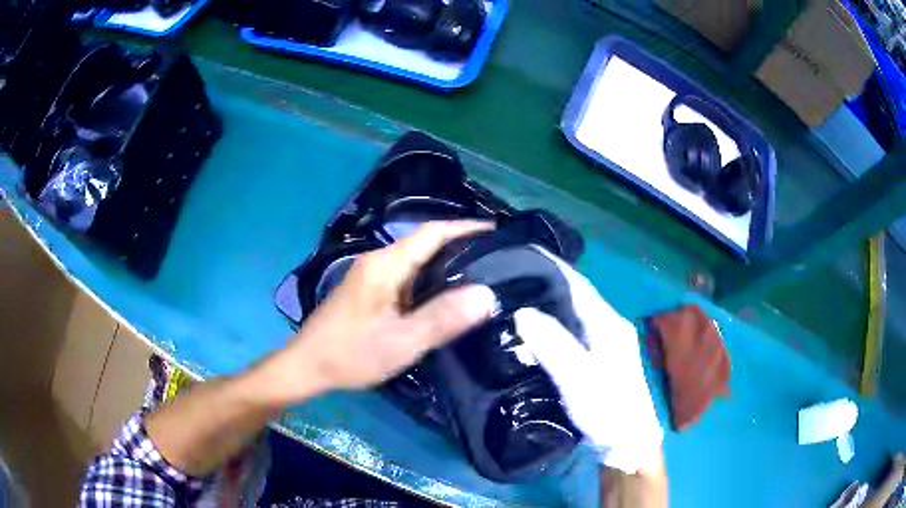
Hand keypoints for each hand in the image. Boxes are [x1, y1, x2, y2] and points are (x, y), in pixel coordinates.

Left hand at [257, 221, 497, 404]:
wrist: (308, 366)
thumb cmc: (352, 353)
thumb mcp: (402, 341)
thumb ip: (443, 318)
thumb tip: (487, 294)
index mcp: (386, 265)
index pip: (432, 233)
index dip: (465, 228)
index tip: (497, 232)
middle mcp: (378, 262)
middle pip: (424, 243)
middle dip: (460, 245)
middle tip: (495, 258)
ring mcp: (371, 277)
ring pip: (416, 261)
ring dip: (445, 263)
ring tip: (479, 275)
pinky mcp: (368, 292)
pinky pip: (406, 276)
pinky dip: (430, 279)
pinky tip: (444, 297)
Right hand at [514, 247, 663, 473]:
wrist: (629, 442)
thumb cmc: (607, 409)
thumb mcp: (579, 379)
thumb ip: (553, 345)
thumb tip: (522, 311)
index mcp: (608, 323)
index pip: (578, 284)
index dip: (552, 266)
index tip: (521, 254)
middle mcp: (611, 326)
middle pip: (577, 295)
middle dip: (547, 281)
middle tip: (510, 276)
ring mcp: (608, 342)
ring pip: (576, 312)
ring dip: (551, 300)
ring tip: (517, 296)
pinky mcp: (602, 358)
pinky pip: (575, 329)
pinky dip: (556, 321)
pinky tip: (537, 328)